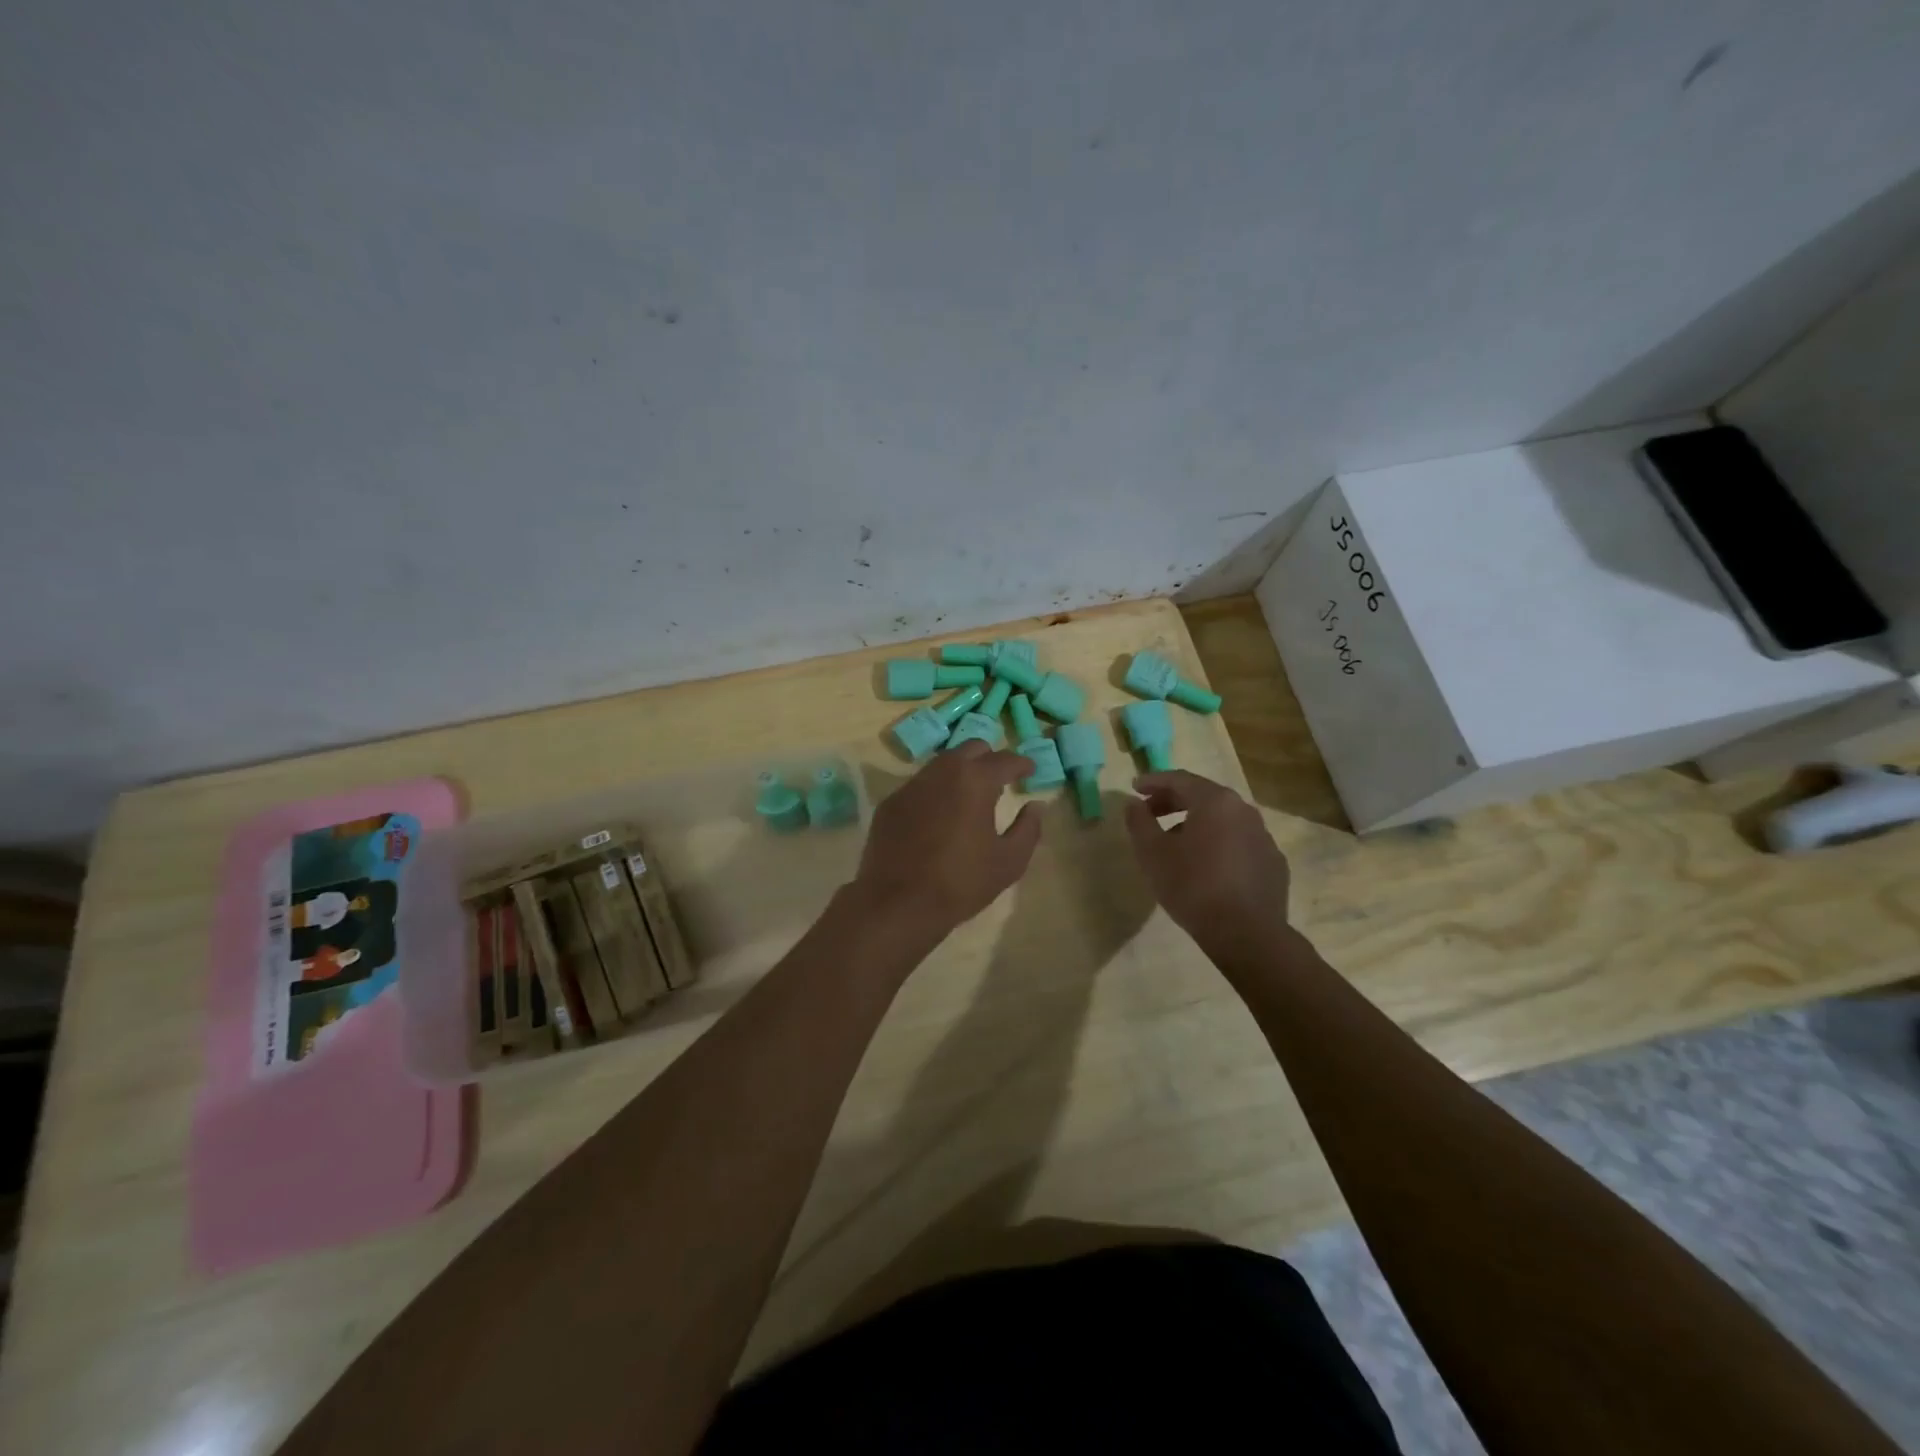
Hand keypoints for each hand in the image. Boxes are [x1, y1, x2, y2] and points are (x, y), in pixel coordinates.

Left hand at [851, 742, 1043, 940]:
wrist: (898, 903)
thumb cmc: (962, 882)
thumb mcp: (1009, 861)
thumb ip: (1028, 828)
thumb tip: (1036, 806)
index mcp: (975, 781)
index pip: (1005, 760)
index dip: (1022, 763)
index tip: (1030, 770)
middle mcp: (942, 772)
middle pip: (971, 749)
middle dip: (989, 758)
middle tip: (1000, 779)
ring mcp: (912, 785)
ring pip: (942, 764)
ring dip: (961, 772)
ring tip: (971, 795)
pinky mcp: (891, 803)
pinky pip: (920, 785)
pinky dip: (936, 791)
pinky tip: (939, 814)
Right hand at [1124, 770, 1290, 947]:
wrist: (1247, 934)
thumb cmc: (1193, 886)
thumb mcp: (1152, 853)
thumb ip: (1139, 822)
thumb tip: (1134, 804)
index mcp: (1215, 801)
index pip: (1180, 779)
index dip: (1153, 782)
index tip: (1134, 788)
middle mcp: (1244, 811)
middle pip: (1203, 796)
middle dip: (1173, 801)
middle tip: (1149, 813)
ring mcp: (1263, 837)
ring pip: (1223, 820)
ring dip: (1195, 824)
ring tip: (1174, 843)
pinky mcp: (1272, 863)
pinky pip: (1238, 843)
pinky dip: (1218, 844)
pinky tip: (1206, 866)